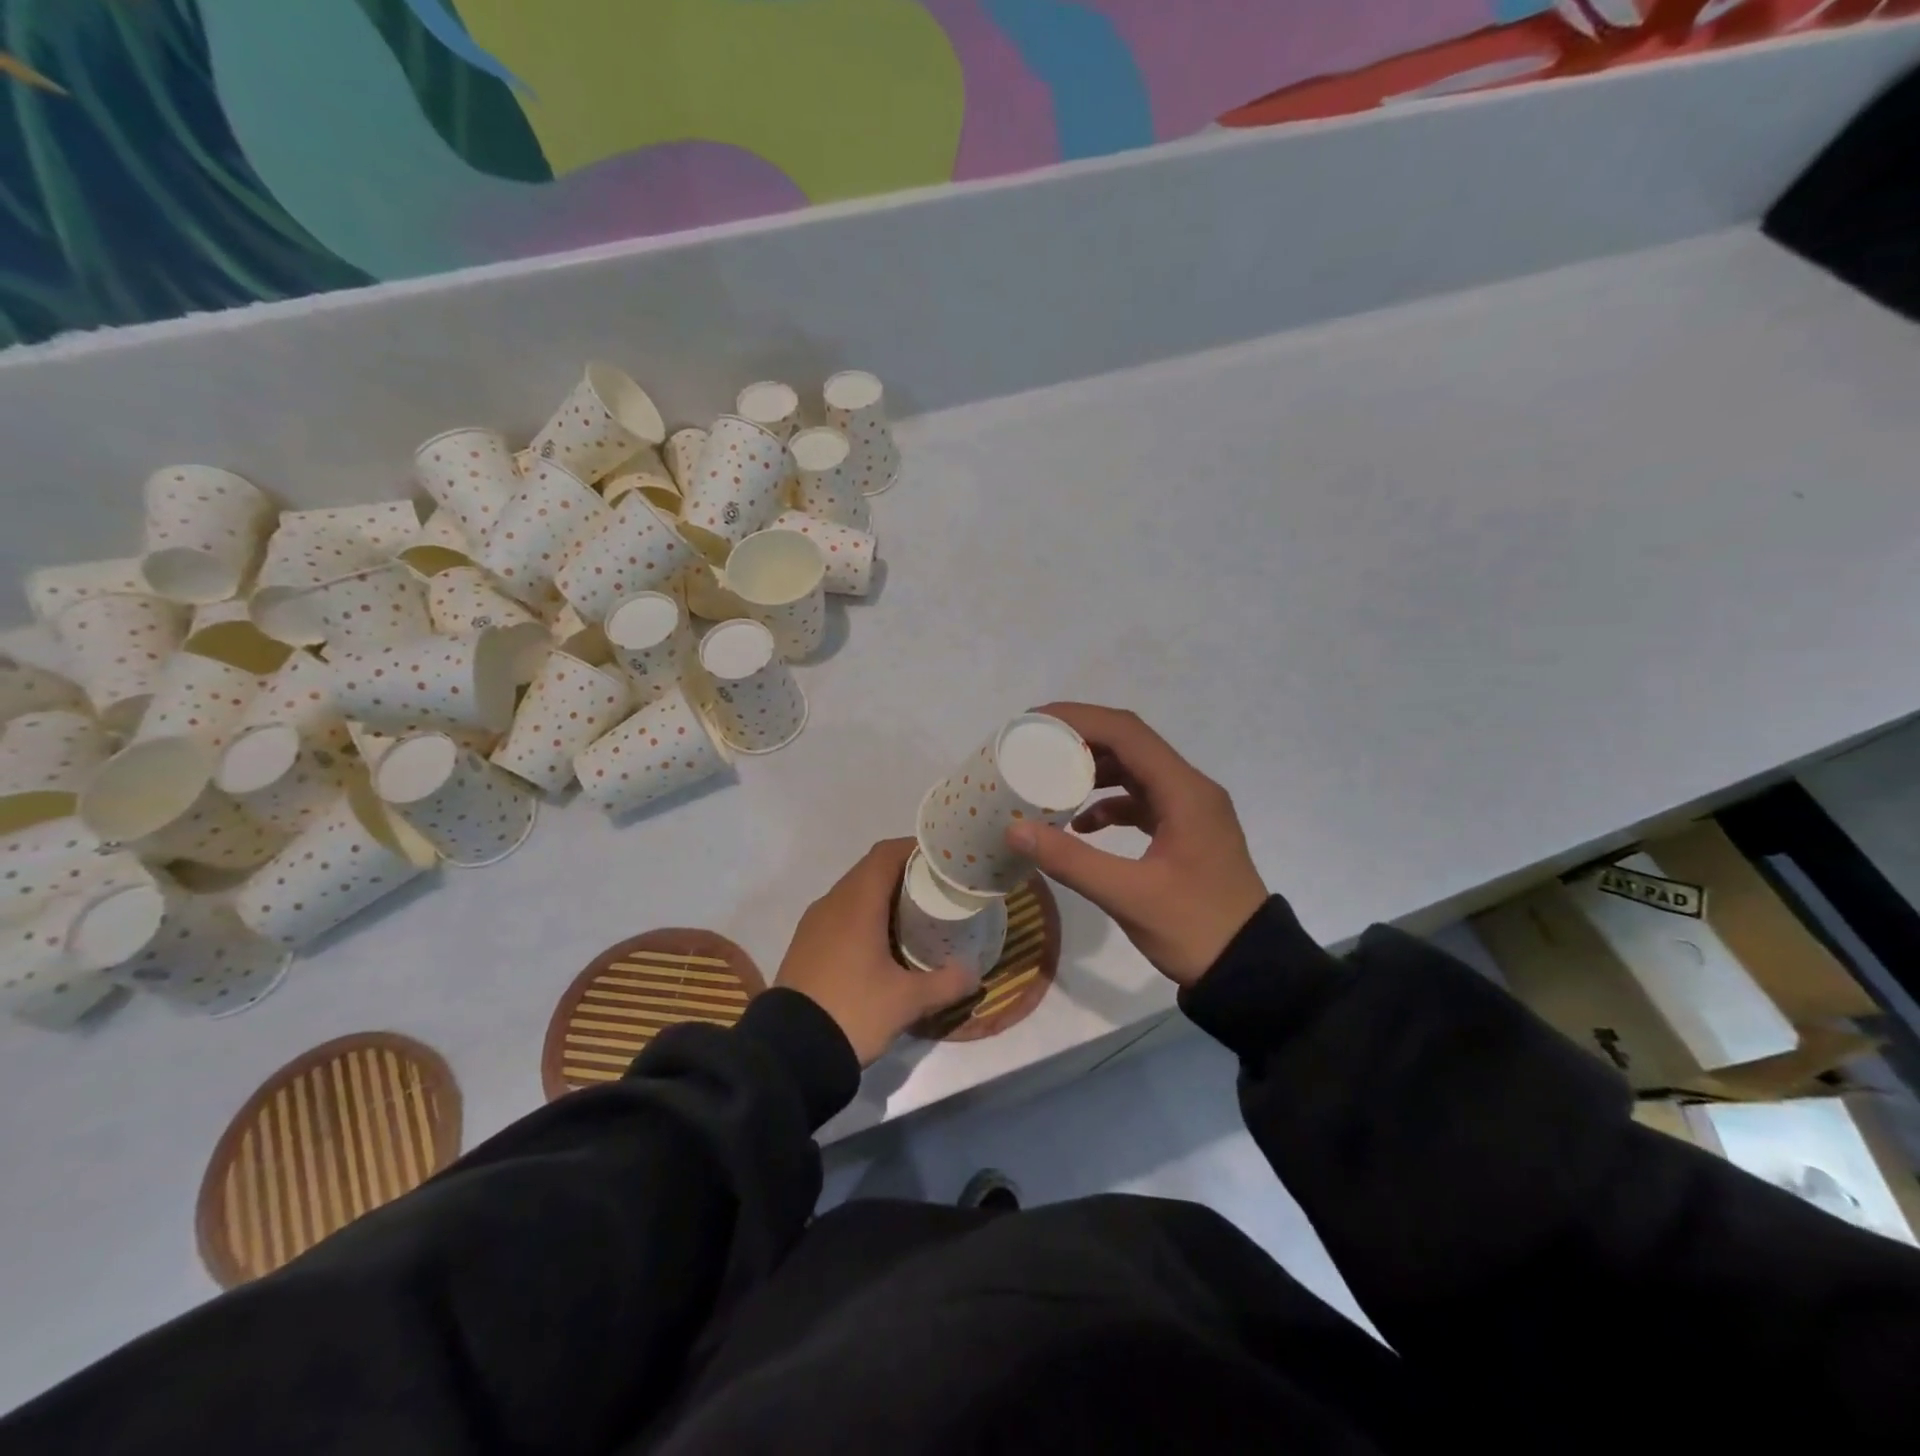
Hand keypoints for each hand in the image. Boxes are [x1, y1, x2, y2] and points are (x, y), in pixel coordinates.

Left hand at [777, 839, 977, 1065]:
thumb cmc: (853, 1011)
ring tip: (914, 915)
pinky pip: (839, 915)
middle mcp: (832, 903)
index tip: (942, 859)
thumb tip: (974, 972)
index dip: (914, 848)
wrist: (788, 1052)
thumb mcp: (907, 1001)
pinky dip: (863, 916)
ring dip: (882, 895)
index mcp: (857, 903)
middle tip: (936, 888)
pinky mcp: (805, 945)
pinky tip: (881, 944)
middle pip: (870, 870)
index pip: (886, 854)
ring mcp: (814, 924)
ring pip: (853, 893)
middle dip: (904, 873)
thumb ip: (946, 982)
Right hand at [1007, 704, 1266, 987]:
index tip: (1034, 722)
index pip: (1127, 733)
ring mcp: (1190, 810)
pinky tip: (1081, 825)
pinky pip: (1143, 800)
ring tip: (1050, 778)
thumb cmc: (1194, 928)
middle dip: (1081, 739)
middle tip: (1034, 745)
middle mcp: (1190, 789)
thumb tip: (1014, 829)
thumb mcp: (1128, 896)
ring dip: (1093, 770)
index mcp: (1184, 792)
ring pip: (1136, 770)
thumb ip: (1071, 860)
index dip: (1079, 719)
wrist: (1250, 969)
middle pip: (1130, 744)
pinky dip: (1110, 803)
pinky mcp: (1185, 830)